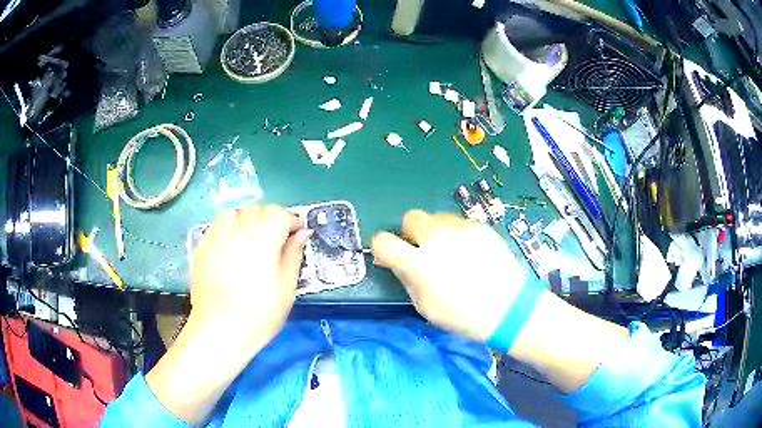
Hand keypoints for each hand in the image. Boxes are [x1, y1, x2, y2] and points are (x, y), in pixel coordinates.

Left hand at [190, 204, 311, 345]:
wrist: (220, 331)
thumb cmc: (259, 315)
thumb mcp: (286, 289)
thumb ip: (294, 256)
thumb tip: (302, 233)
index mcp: (262, 240)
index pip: (278, 214)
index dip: (291, 220)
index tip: (297, 233)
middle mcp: (237, 231)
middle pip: (257, 210)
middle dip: (270, 218)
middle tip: (277, 239)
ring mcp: (216, 237)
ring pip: (235, 213)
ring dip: (247, 220)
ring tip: (252, 239)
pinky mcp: (202, 247)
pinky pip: (217, 225)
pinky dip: (229, 228)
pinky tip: (232, 247)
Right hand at [372, 210, 526, 341]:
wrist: (509, 308)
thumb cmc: (463, 315)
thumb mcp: (425, 305)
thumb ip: (406, 278)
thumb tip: (393, 261)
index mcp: (420, 262)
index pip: (384, 241)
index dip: (382, 247)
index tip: (390, 256)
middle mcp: (438, 237)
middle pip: (411, 217)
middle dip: (411, 233)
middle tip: (423, 251)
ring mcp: (462, 228)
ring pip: (437, 218)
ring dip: (436, 232)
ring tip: (452, 254)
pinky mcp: (481, 227)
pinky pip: (459, 224)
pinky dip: (458, 235)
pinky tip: (471, 254)